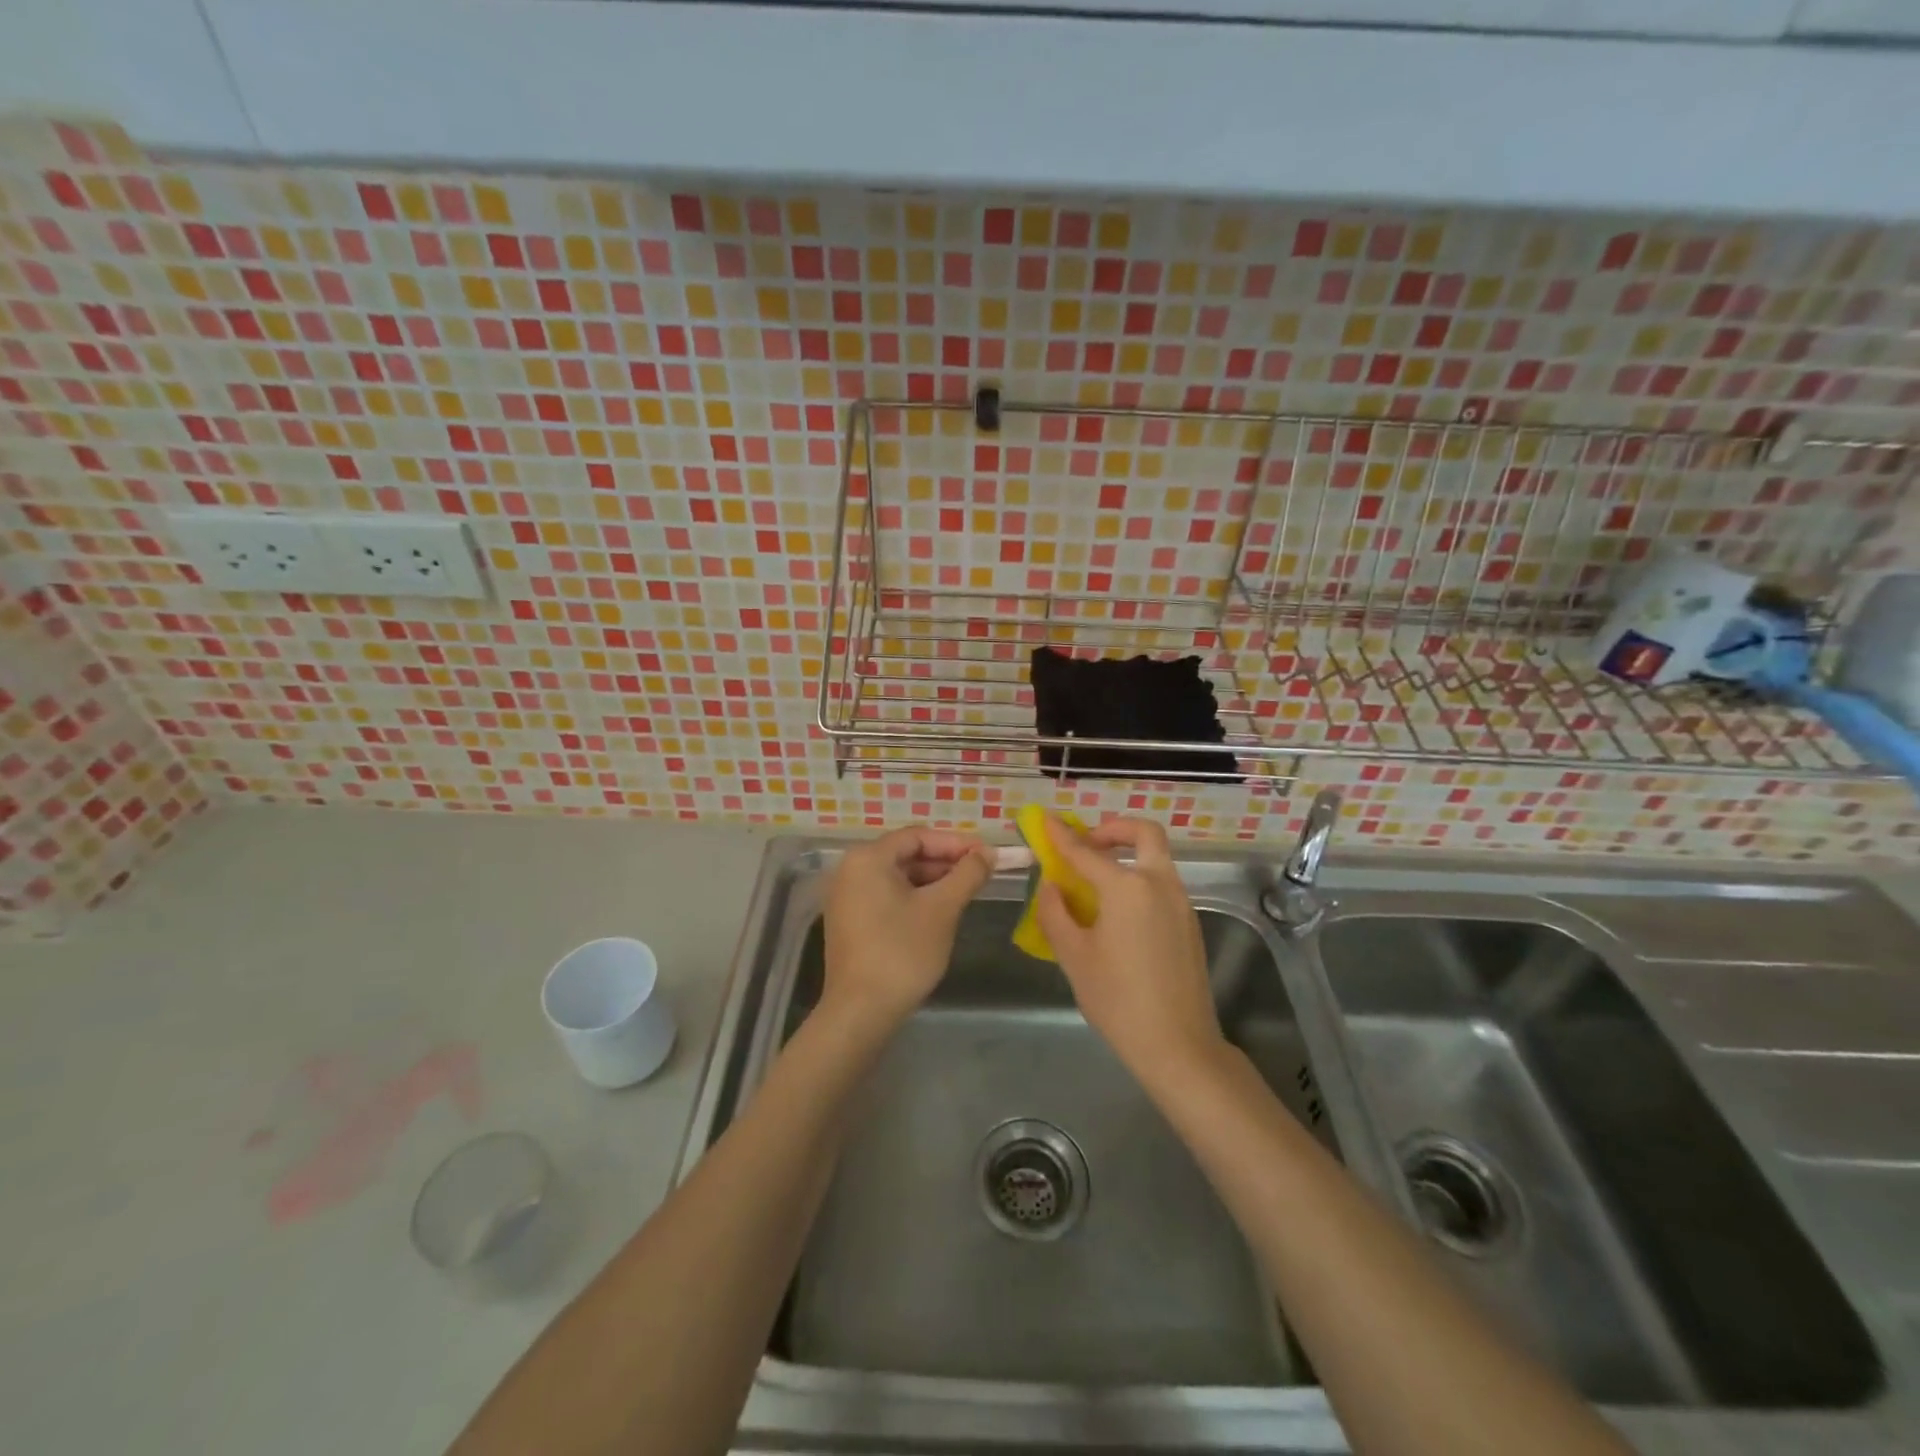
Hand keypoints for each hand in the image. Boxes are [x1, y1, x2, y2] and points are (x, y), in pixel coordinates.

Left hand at [823, 827, 993, 1031]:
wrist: (861, 1012)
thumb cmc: (903, 952)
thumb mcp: (942, 908)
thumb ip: (968, 874)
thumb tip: (988, 853)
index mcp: (868, 858)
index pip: (918, 836)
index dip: (956, 843)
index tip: (987, 855)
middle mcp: (850, 870)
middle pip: (906, 854)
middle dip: (945, 863)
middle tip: (981, 875)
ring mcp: (846, 896)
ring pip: (898, 877)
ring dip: (932, 882)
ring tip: (966, 893)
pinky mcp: (849, 921)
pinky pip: (886, 896)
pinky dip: (914, 898)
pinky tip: (939, 913)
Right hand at [1034, 814, 1226, 1080]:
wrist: (1178, 1045)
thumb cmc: (1118, 1000)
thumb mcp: (1074, 956)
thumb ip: (1055, 912)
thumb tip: (1051, 885)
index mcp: (1127, 888)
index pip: (1086, 851)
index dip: (1061, 835)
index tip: (1045, 819)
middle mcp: (1159, 884)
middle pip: (1144, 834)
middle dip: (1114, 829)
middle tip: (1088, 843)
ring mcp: (1180, 903)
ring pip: (1156, 858)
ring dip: (1128, 854)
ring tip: (1096, 881)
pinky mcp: (1189, 923)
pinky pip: (1162, 884)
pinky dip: (1139, 879)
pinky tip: (1118, 912)